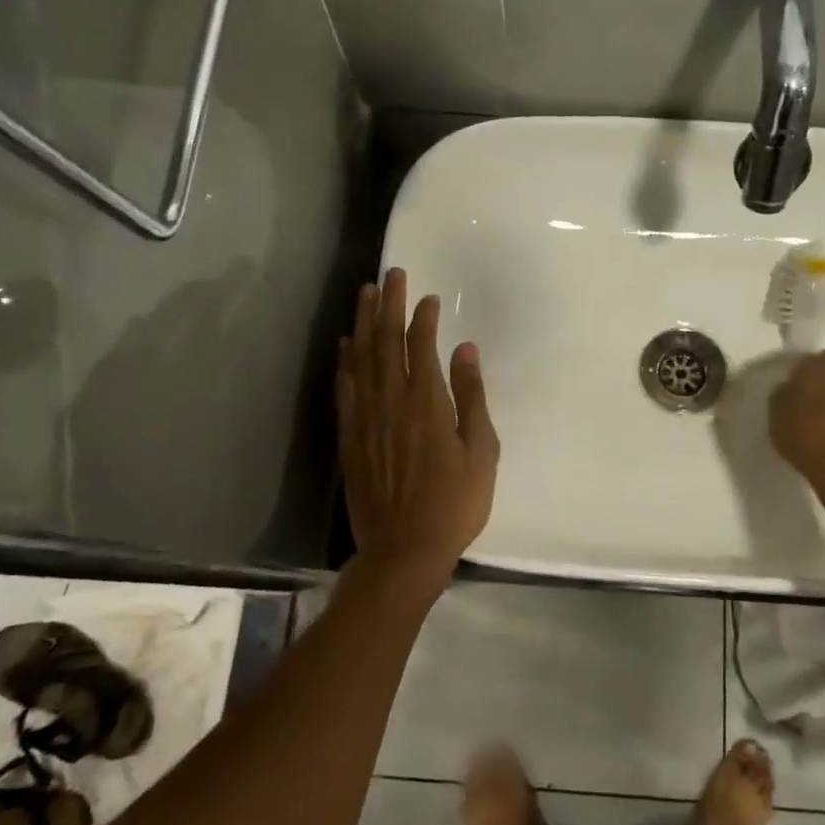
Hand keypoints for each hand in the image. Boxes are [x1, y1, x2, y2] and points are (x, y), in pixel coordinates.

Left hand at [337, 268, 499, 596]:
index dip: (423, 317)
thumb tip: (465, 351)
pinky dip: (344, 361)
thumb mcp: (481, 451)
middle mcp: (391, 401)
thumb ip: (472, 397)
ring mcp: (366, 418)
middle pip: (385, 341)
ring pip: (361, 358)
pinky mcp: (350, 437)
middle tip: (390, 274)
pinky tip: (346, 344)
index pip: (420, 345)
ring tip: (366, 294)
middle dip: (389, 304)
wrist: (403, 550)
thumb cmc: (454, 503)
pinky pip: (344, 388)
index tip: (429, 297)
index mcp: (426, 402)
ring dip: (363, 322)